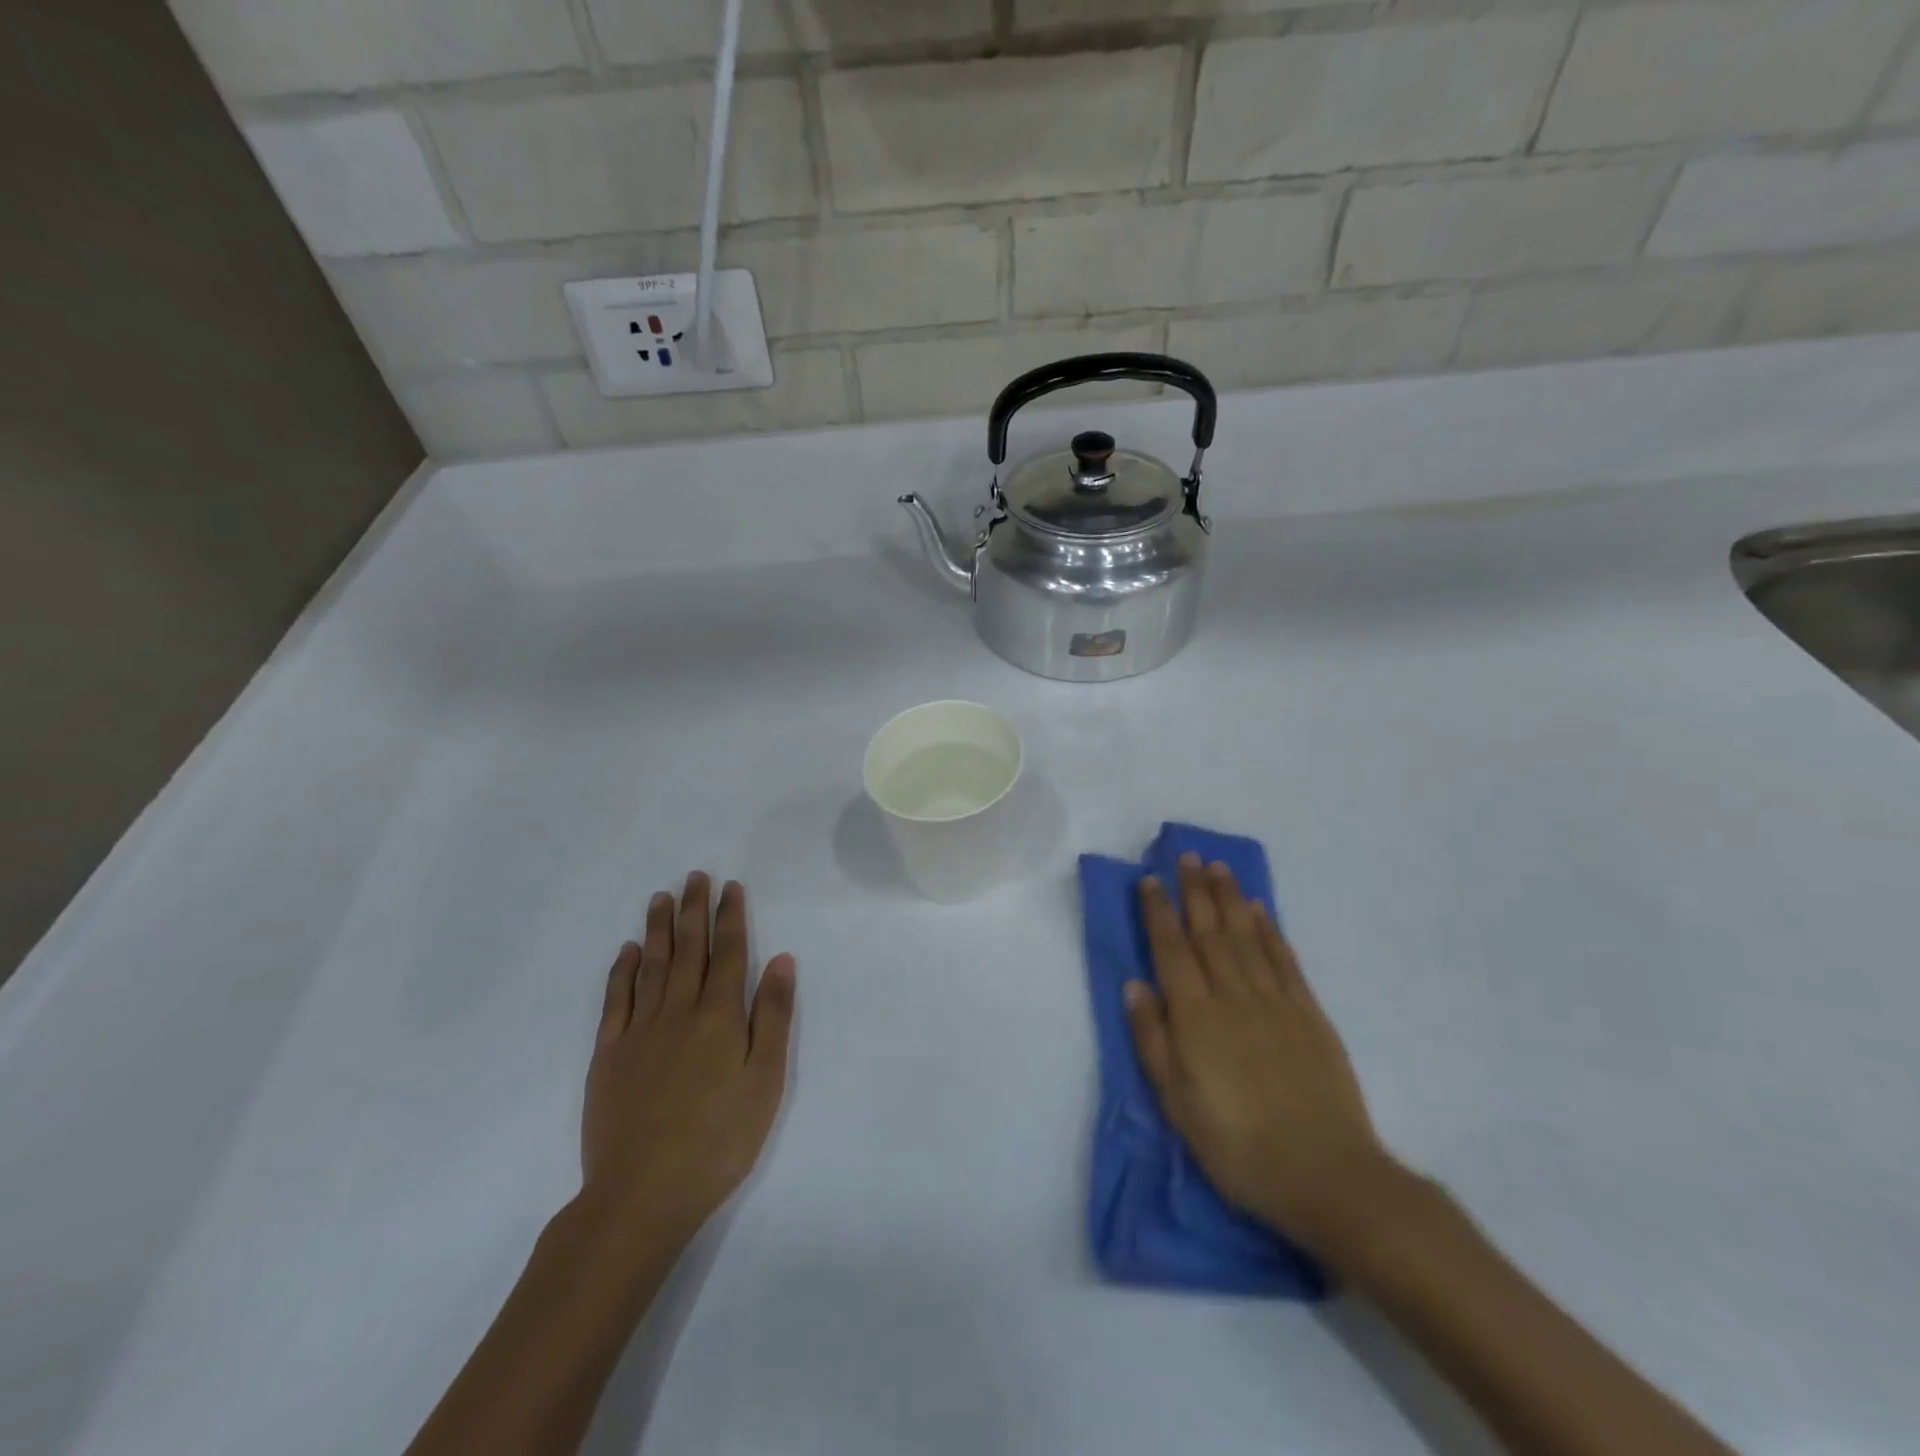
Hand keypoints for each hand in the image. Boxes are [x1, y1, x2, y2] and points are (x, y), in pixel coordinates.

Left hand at [580, 873, 795, 1253]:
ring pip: (651, 965)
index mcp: (719, 1016)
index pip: (728, 953)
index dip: (730, 917)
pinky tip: (628, 951)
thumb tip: (780, 960)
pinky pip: (616, 1000)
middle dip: (694, 910)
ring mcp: (639, 1031)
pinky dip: (622, 970)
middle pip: (688, 949)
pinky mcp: (609, 1055)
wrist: (642, 1195)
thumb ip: (772, 1016)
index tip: (730, 887)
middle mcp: (678, 1012)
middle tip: (695, 876)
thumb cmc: (719, 1139)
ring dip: (658, 928)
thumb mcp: (764, 1081)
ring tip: (662, 897)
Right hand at [1126, 854, 1397, 1255]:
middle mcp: (1233, 996)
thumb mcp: (1177, 1104)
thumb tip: (1133, 985)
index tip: (1150, 880)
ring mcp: (1275, 1001)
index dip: (1158, 912)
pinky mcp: (1309, 1014)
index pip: (1171, 950)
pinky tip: (1260, 911)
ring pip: (1246, 936)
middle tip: (1187, 856)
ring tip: (1218, 867)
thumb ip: (1152, 1040)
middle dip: (1195, 891)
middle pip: (1209, 932)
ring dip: (1230, 898)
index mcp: (1196, 1017)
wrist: (1326, 1175)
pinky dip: (1270, 930)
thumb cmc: (1238, 1146)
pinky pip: (1284, 960)